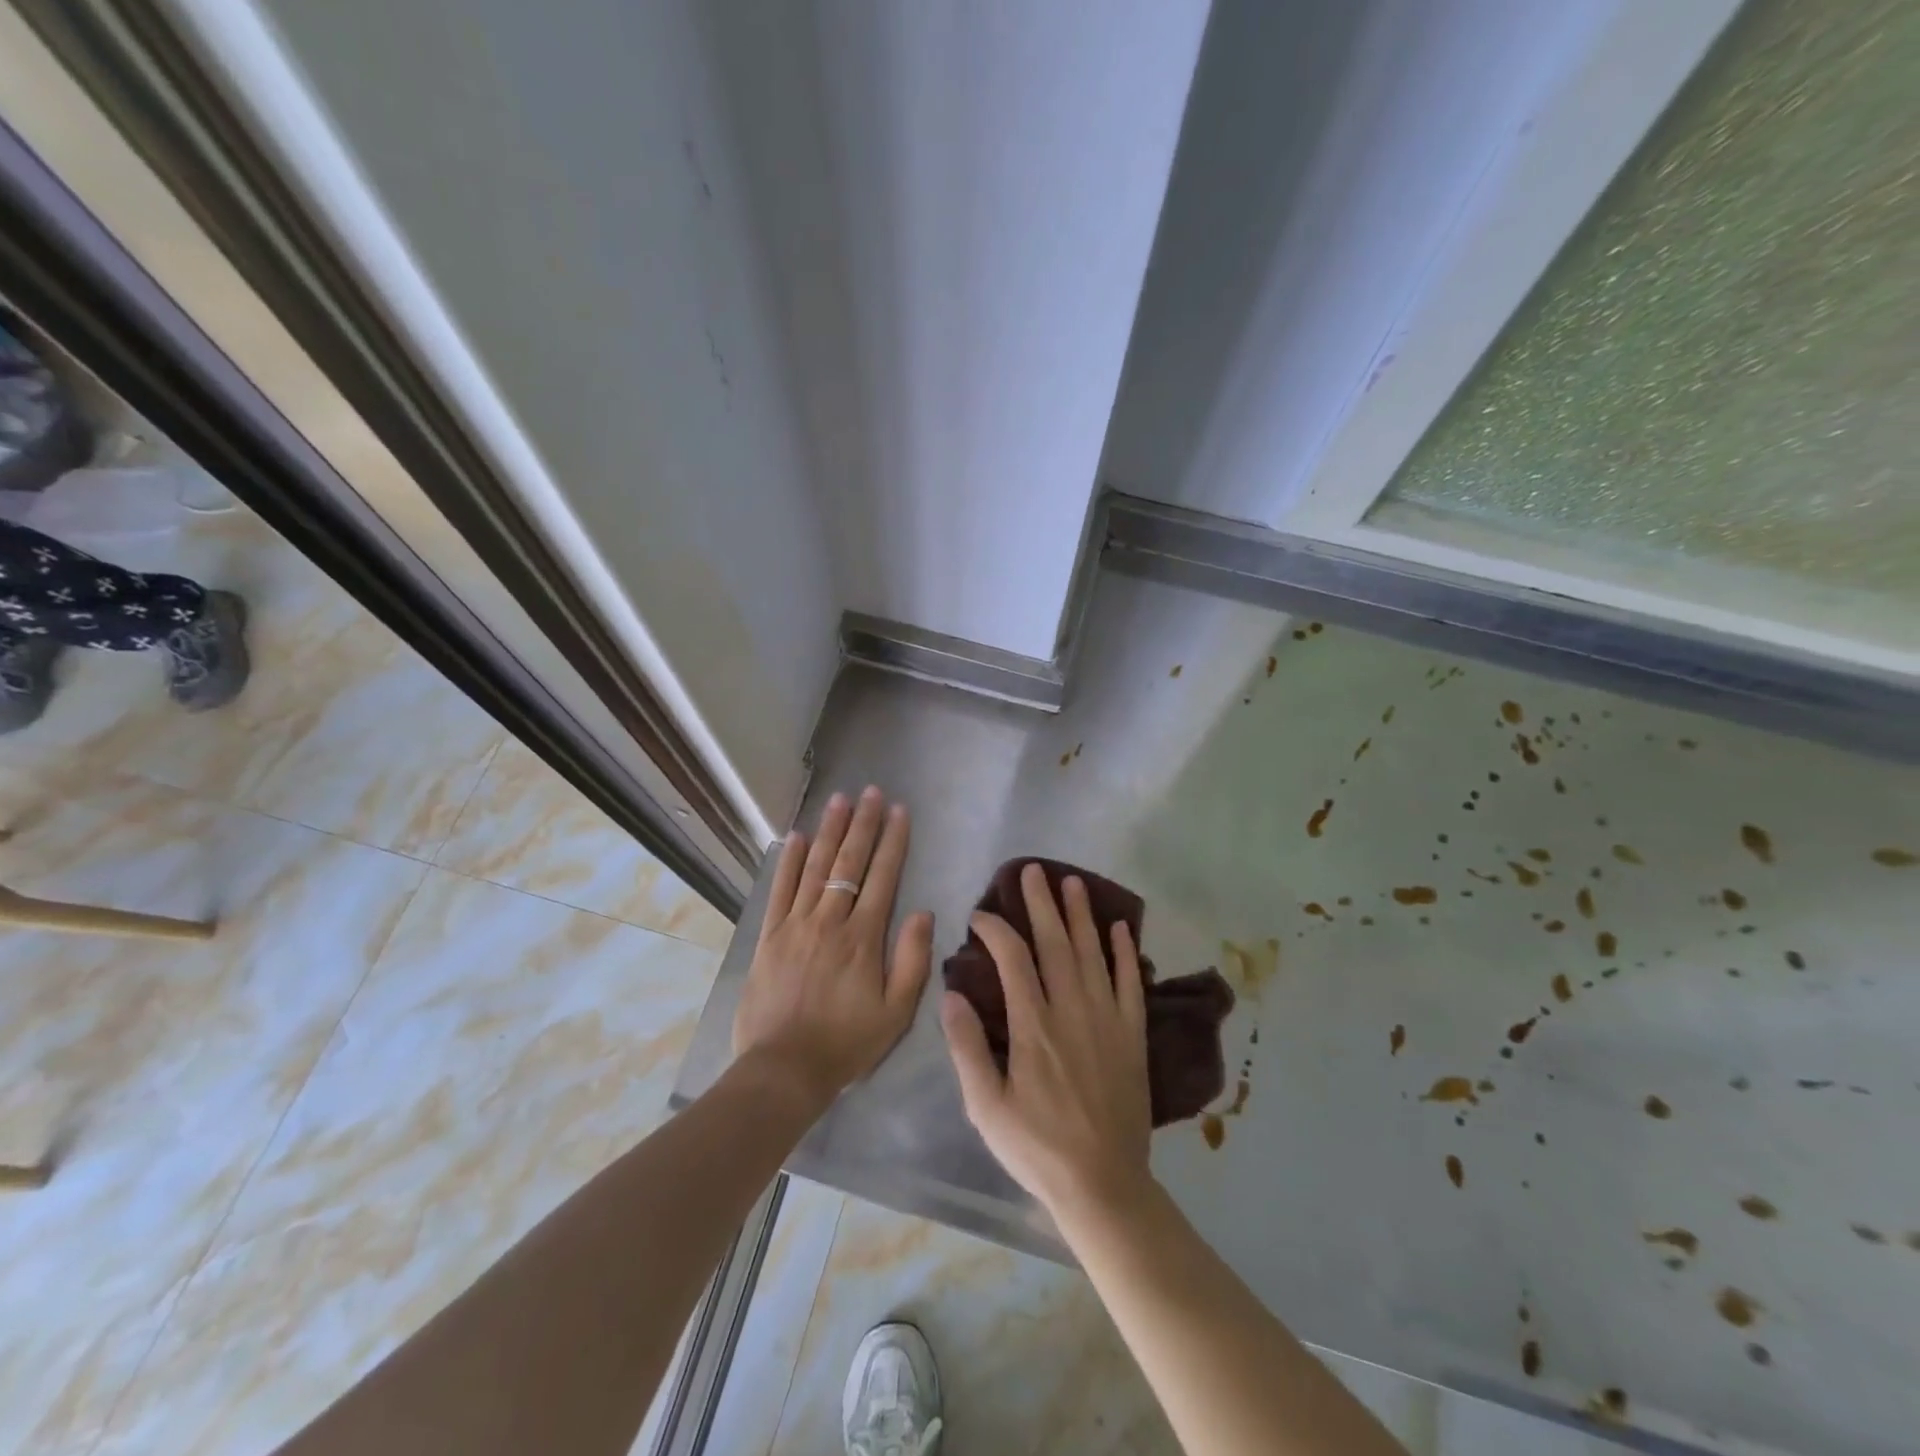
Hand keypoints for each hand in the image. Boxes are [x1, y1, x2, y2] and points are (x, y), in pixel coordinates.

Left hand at [732, 787, 933, 1110]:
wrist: (783, 1069)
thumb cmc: (846, 1043)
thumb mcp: (896, 1012)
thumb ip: (912, 960)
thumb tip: (922, 912)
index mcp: (863, 938)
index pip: (882, 878)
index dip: (892, 842)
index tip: (899, 811)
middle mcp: (829, 921)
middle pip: (849, 863)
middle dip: (863, 824)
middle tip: (871, 791)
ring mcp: (795, 925)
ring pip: (815, 868)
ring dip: (829, 831)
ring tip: (839, 800)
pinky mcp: (768, 937)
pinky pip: (780, 890)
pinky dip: (788, 861)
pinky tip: (796, 837)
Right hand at [941, 863, 1153, 1219]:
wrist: (1103, 1184)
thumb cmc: (1037, 1148)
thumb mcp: (985, 1106)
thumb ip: (967, 1047)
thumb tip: (951, 994)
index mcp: (1033, 1025)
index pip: (1013, 959)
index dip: (995, 929)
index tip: (980, 914)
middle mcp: (1072, 1009)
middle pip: (1055, 943)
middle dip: (1041, 903)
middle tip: (1033, 870)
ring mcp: (1107, 1019)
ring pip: (1093, 953)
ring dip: (1082, 915)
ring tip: (1073, 882)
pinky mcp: (1132, 1034)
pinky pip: (1131, 983)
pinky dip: (1125, 952)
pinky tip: (1120, 928)